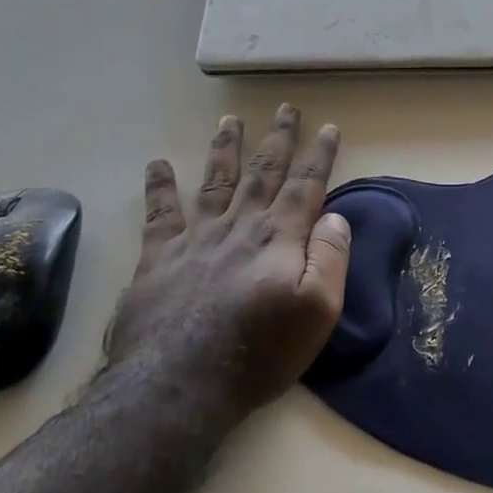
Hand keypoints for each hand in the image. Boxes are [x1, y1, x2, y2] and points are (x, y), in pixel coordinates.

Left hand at [107, 104, 350, 420]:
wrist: (180, 383)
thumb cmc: (260, 352)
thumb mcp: (318, 311)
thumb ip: (330, 259)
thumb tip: (334, 218)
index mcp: (279, 238)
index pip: (305, 186)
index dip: (319, 156)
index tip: (329, 128)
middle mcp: (239, 227)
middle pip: (262, 173)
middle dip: (277, 139)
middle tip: (285, 109)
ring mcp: (195, 240)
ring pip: (215, 182)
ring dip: (226, 149)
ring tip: (230, 120)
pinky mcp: (159, 259)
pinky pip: (160, 213)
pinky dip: (160, 186)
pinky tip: (158, 164)